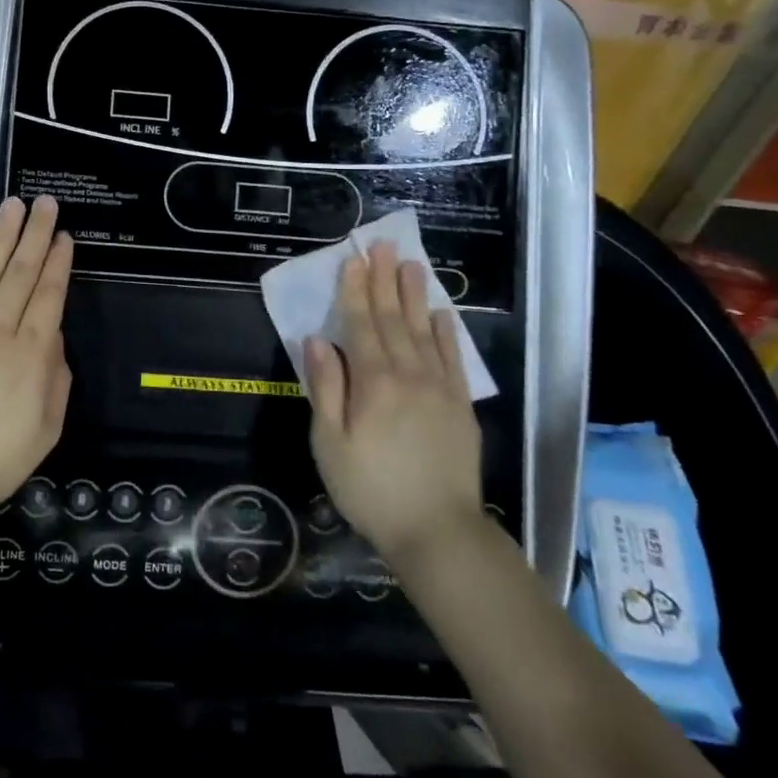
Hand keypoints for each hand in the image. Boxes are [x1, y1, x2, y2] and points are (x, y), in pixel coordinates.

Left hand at [0, 195, 73, 520]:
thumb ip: (56, 377)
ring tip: (13, 206)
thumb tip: (52, 336)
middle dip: (36, 235)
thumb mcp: (46, 428)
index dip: (58, 262)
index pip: (49, 295)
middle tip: (46, 203)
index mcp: (31, 354)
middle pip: (21, 274)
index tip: (65, 235)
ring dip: (2, 237)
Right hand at [305, 241, 484, 563]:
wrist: (438, 532)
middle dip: (384, 280)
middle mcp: (408, 374)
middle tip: (382, 245)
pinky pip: (454, 359)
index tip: (353, 259)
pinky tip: (443, 313)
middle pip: (394, 319)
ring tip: (411, 264)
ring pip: (424, 330)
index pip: (361, 325)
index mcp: (372, 382)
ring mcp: (439, 388)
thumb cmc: (370, 489)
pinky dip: (447, 333)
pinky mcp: (460, 406)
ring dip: (415, 295)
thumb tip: (317, 341)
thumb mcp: (329, 443)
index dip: (355, 290)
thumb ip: (325, 388)